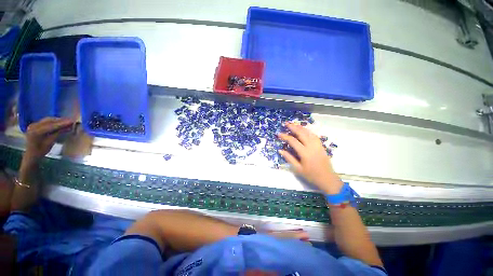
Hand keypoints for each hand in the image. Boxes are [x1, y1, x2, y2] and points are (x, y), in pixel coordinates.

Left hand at [23, 117, 72, 163]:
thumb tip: (68, 127)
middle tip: (71, 120)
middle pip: (49, 121)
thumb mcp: (50, 143)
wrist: (31, 155)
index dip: (62, 123)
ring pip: (47, 120)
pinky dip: (53, 122)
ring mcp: (33, 125)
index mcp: (36, 132)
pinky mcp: (35, 125)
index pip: (51, 126)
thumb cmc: (40, 151)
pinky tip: (59, 122)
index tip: (72, 121)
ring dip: (57, 120)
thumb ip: (58, 133)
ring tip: (67, 121)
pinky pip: (45, 121)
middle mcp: (33, 126)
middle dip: (60, 120)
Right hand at [278, 123, 342, 193]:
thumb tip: (280, 150)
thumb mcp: (298, 169)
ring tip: (294, 124)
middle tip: (286, 123)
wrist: (327, 179)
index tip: (279, 134)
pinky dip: (308, 131)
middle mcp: (311, 146)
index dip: (285, 136)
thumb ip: (289, 158)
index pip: (293, 141)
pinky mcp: (321, 145)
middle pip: (301, 133)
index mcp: (305, 153)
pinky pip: (314, 135)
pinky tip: (304, 130)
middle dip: (293, 127)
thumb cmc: (311, 175)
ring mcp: (317, 145)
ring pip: (308, 132)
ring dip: (300, 127)